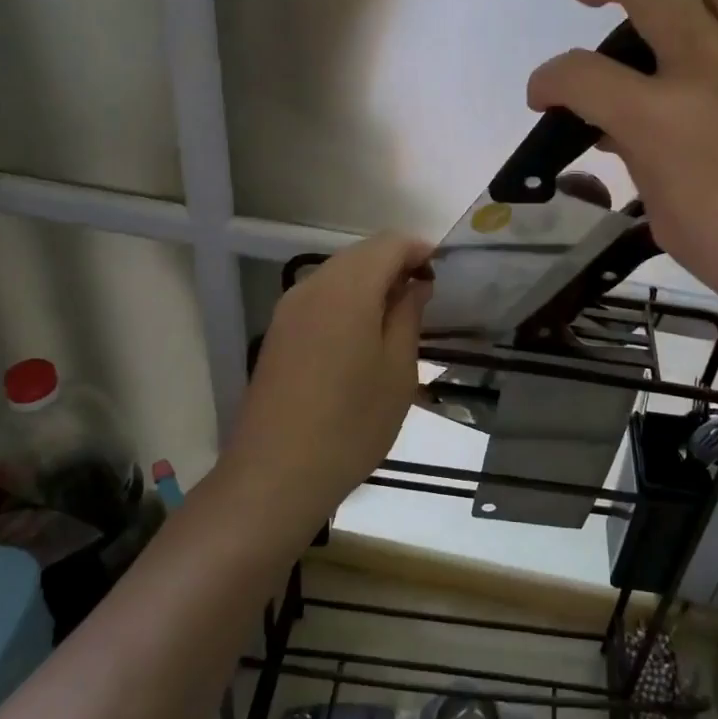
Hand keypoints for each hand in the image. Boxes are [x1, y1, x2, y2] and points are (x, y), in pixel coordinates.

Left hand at [224, 233, 432, 523]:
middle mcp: (313, 287)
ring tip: (398, 316)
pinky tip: (363, 333)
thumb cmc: (351, 425)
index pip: (388, 243)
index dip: (419, 249)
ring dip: (370, 281)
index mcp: (347, 290)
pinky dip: (347, 299)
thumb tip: (416, 284)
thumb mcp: (397, 372)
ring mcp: (289, 309)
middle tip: (425, 295)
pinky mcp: (278, 332)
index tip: (442, 272)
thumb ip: (408, 316)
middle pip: (361, 254)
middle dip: (395, 263)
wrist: (275, 475)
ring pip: (338, 273)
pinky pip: (320, 296)